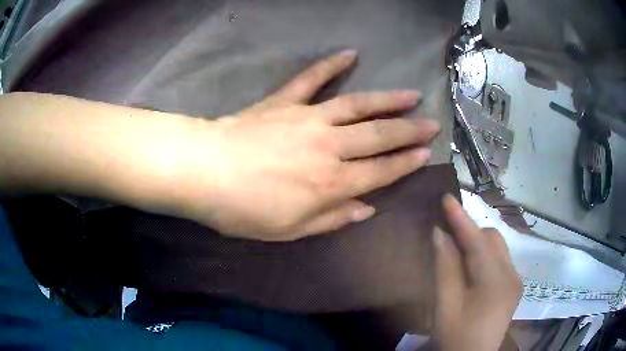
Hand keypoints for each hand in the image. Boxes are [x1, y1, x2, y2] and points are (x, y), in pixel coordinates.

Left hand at [174, 49, 440, 240]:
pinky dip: (330, 65)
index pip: (381, 171)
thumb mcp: (290, 229)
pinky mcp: (285, 101)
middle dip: (409, 130)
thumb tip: (366, 208)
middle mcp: (329, 146)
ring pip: (357, 104)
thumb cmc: (244, 210)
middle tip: (432, 123)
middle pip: (379, 135)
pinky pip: (311, 79)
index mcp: (331, 182)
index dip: (406, 163)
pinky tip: (350, 53)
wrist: (205, 172)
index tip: (426, 153)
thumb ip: (332, 218)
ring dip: (387, 99)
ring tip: (411, 94)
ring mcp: (308, 118)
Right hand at [432, 195, 521, 350]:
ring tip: (457, 248)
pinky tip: (471, 266)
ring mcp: (516, 280)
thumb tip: (440, 233)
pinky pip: (499, 260)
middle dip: (470, 231)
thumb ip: (445, 268)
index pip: (478, 242)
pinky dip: (484, 255)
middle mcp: (512, 275)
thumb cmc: (455, 337)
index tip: (446, 197)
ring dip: (478, 242)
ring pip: (497, 247)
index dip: (461, 219)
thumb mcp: (445, 306)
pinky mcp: (514, 286)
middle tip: (446, 232)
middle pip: (492, 239)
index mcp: (496, 282)